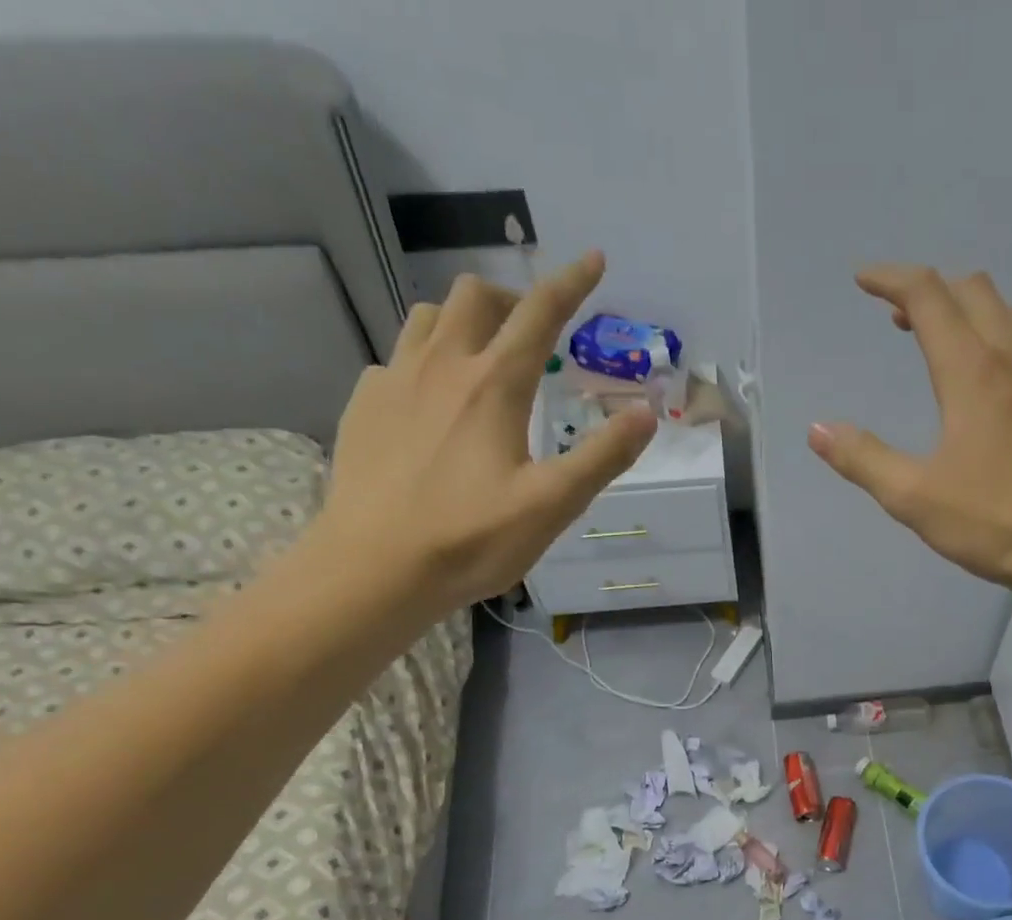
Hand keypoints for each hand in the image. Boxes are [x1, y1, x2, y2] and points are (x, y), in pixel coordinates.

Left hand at [315, 251, 656, 616]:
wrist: (376, 567)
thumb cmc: (472, 539)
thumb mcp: (553, 505)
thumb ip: (603, 456)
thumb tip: (646, 412)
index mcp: (495, 386)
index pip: (539, 315)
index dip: (570, 284)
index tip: (593, 260)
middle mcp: (442, 366)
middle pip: (473, 296)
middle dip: (510, 298)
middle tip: (532, 332)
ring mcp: (395, 381)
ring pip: (427, 316)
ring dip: (462, 320)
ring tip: (481, 356)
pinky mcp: (364, 406)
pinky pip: (396, 358)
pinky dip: (424, 361)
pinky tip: (431, 402)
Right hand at [807, 265, 1011, 593]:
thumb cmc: (996, 524)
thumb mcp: (915, 500)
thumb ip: (864, 460)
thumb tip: (818, 429)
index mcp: (972, 373)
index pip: (928, 297)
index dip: (891, 279)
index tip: (863, 280)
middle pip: (972, 291)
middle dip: (930, 290)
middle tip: (897, 319)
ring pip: (1009, 312)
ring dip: (970, 309)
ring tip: (945, 341)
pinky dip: (1002, 336)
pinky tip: (994, 379)